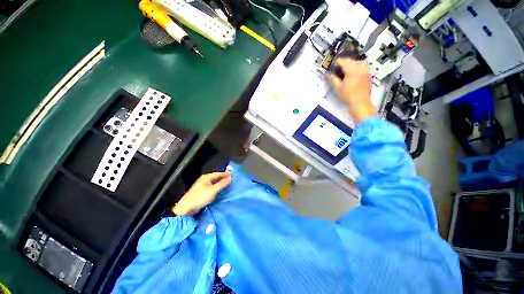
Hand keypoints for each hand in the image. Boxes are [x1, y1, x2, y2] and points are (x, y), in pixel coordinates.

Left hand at [172, 172, 232, 215]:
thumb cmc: (200, 197)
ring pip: (213, 183)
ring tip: (228, 187)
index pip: (218, 173)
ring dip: (220, 185)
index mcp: (206, 177)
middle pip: (216, 178)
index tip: (234, 176)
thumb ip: (222, 184)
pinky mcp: (202, 192)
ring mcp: (202, 186)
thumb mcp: (213, 190)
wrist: (188, 206)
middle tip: (232, 182)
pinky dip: (217, 189)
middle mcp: (204, 180)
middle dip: (223, 179)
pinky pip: (211, 189)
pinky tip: (220, 193)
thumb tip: (231, 177)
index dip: (226, 175)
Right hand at [326, 58, 376, 123]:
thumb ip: (332, 78)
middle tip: (339, 71)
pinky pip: (362, 67)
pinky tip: (355, 75)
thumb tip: (327, 73)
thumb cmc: (349, 96)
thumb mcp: (338, 87)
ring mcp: (365, 71)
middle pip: (349, 60)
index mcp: (351, 69)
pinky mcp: (368, 75)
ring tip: (348, 71)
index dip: (335, 64)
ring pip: (356, 62)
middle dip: (343, 63)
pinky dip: (358, 68)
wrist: (362, 104)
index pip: (341, 60)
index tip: (334, 70)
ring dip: (351, 64)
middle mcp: (358, 67)